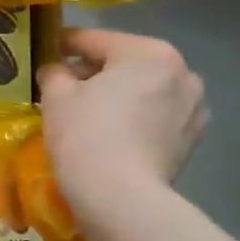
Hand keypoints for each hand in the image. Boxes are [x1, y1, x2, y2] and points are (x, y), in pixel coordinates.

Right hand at [38, 27, 207, 213]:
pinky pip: (156, 118)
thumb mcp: (57, 96)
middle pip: (125, 64)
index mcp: (149, 52)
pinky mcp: (192, 141)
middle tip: (63, 88)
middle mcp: (182, 72)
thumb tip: (56, 70)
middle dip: (94, 73)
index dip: (65, 44)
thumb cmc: (86, 136)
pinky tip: (113, 134)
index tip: (46, 51)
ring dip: (119, 96)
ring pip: (144, 91)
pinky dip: (136, 120)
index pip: (96, 40)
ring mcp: (193, 108)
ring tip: (89, 114)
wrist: (121, 200)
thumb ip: (55, 72)